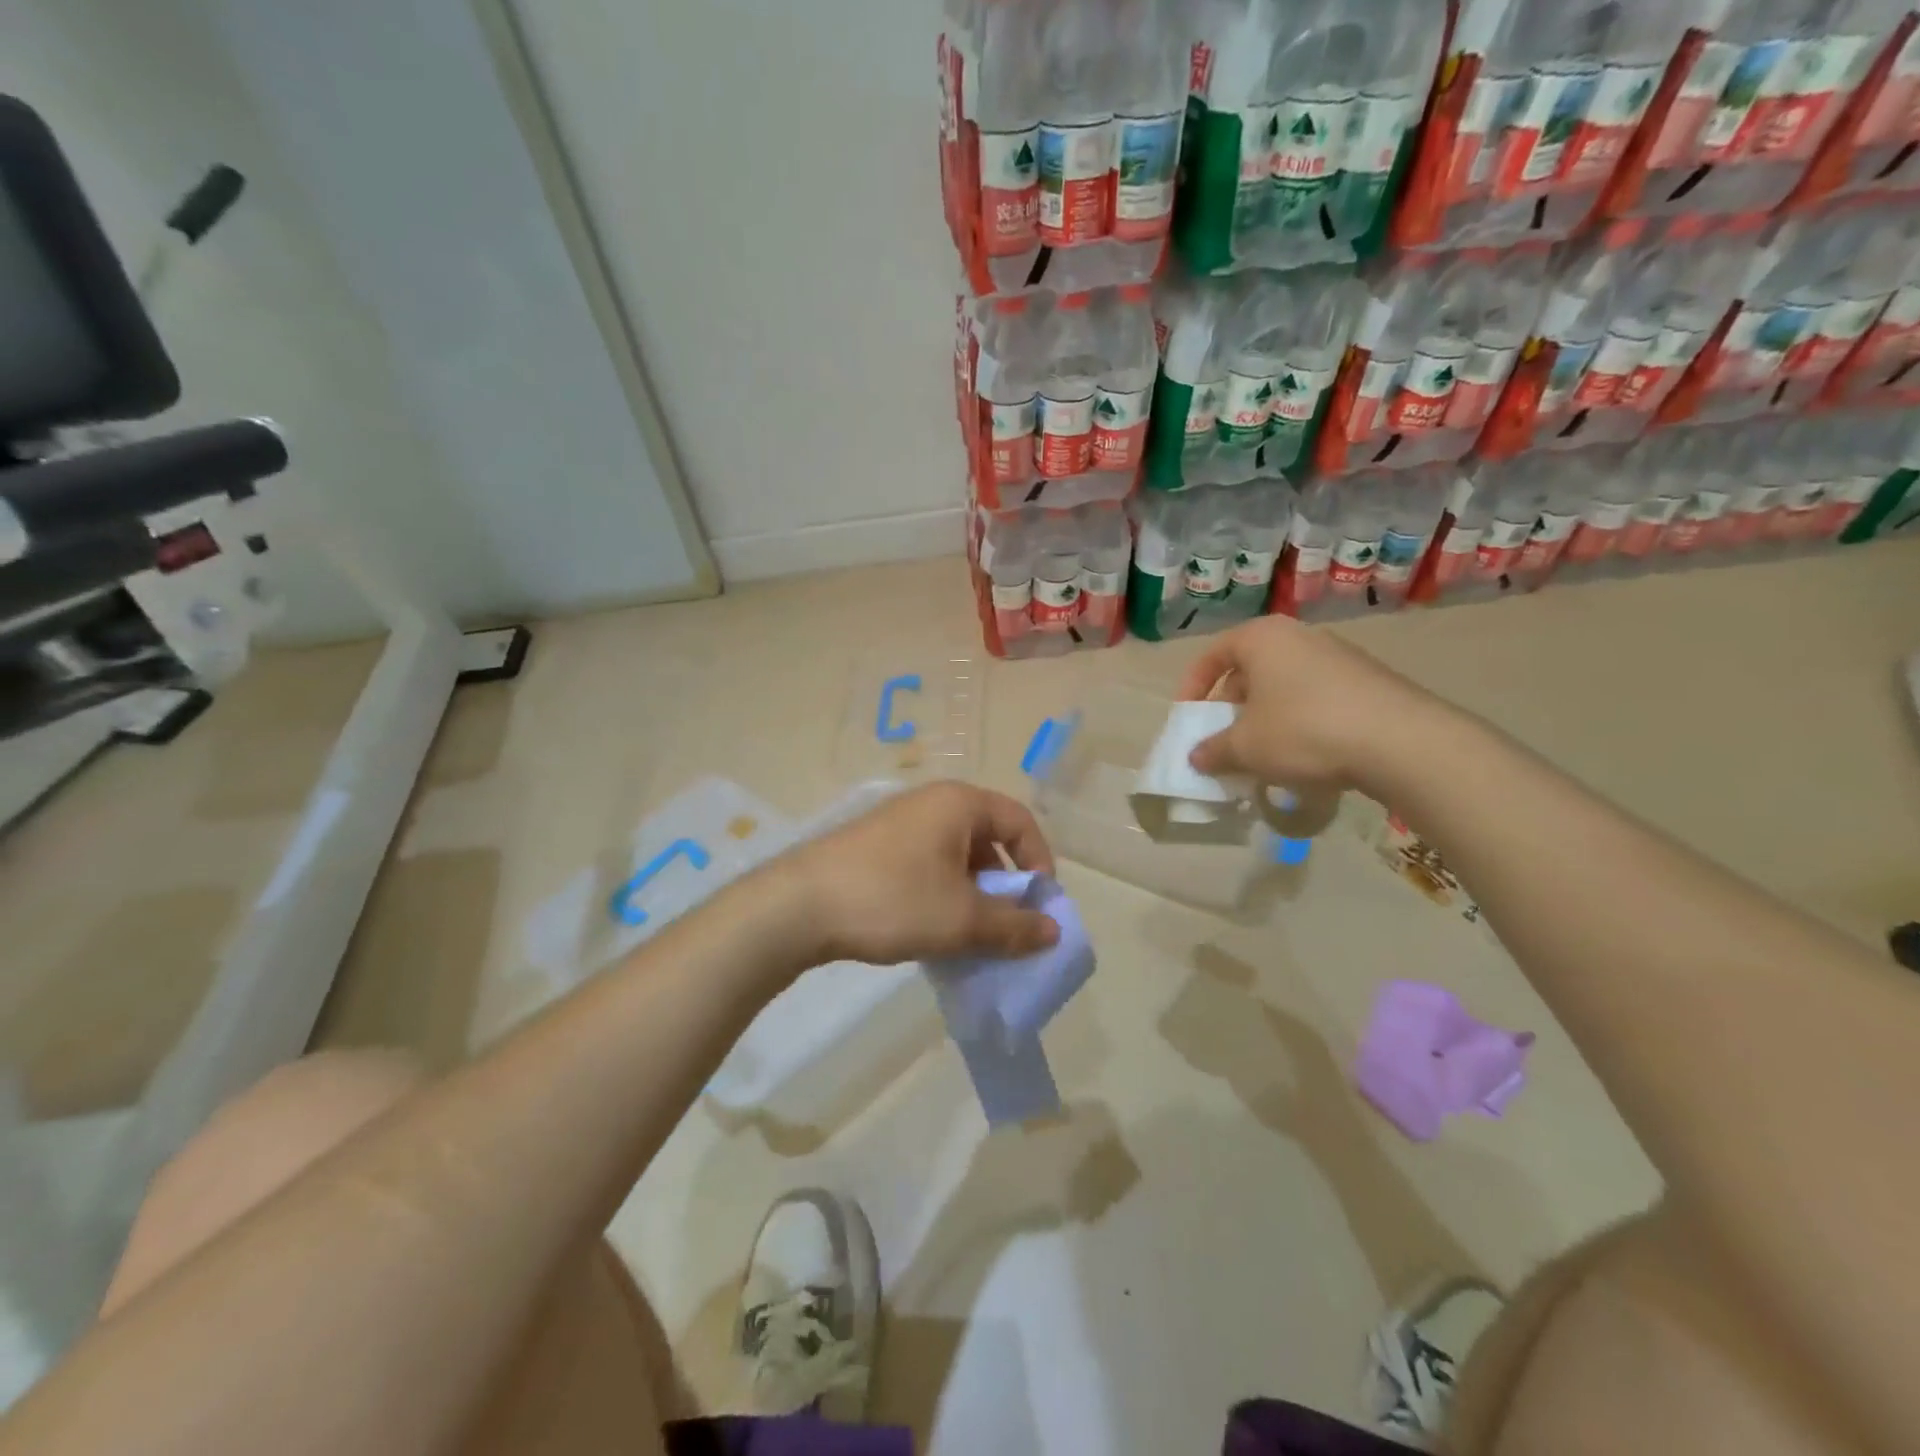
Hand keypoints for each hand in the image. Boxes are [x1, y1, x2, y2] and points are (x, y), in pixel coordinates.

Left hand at [781, 782, 1060, 966]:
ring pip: (955, 856)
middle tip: (1005, 926)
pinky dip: (942, 894)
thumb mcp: (962, 919)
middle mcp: (931, 803)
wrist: (798, 906)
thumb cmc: (893, 900)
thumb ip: (1014, 926)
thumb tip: (1053, 932)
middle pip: (988, 838)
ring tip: (969, 936)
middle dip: (1004, 885)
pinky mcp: (875, 847)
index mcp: (959, 804)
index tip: (1039, 906)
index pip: (1020, 822)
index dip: (1039, 862)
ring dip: (972, 895)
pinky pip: (926, 865)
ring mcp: (899, 823)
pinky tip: (932, 931)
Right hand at [1175, 616, 1432, 793]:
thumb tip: (1196, 757)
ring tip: (1261, 754)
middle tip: (1223, 740)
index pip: (1213, 654)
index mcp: (1262, 638)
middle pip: (1249, 670)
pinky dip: (1298, 722)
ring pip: (1283, 686)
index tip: (1188, 719)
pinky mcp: (1368, 681)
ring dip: (1264, 718)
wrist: (1401, 741)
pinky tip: (1304, 756)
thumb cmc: (1304, 731)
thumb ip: (1213, 750)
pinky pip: (1316, 698)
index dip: (1192, 687)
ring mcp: (1338, 656)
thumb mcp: (1245, 747)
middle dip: (1230, 707)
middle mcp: (1299, 637)